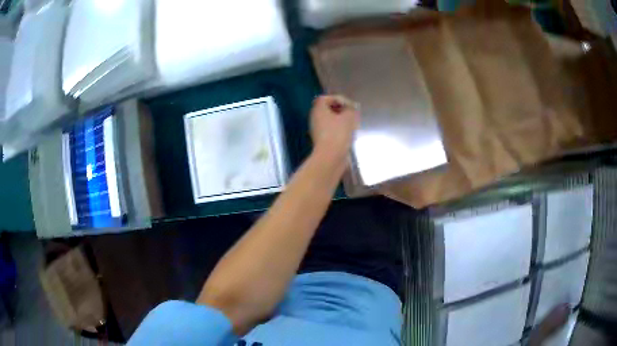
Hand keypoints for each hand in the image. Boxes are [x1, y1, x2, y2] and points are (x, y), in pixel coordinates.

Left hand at [310, 95, 359, 163]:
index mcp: (318, 110)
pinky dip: (339, 131)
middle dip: (341, 110)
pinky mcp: (322, 141)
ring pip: (330, 121)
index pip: (326, 98)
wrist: (330, 157)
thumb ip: (350, 109)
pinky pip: (331, 131)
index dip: (339, 99)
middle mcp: (315, 118)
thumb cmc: (338, 133)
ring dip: (341, 121)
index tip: (349, 106)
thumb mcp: (349, 117)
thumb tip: (350, 109)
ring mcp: (317, 130)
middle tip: (352, 115)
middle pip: (328, 109)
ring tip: (352, 125)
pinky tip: (348, 136)